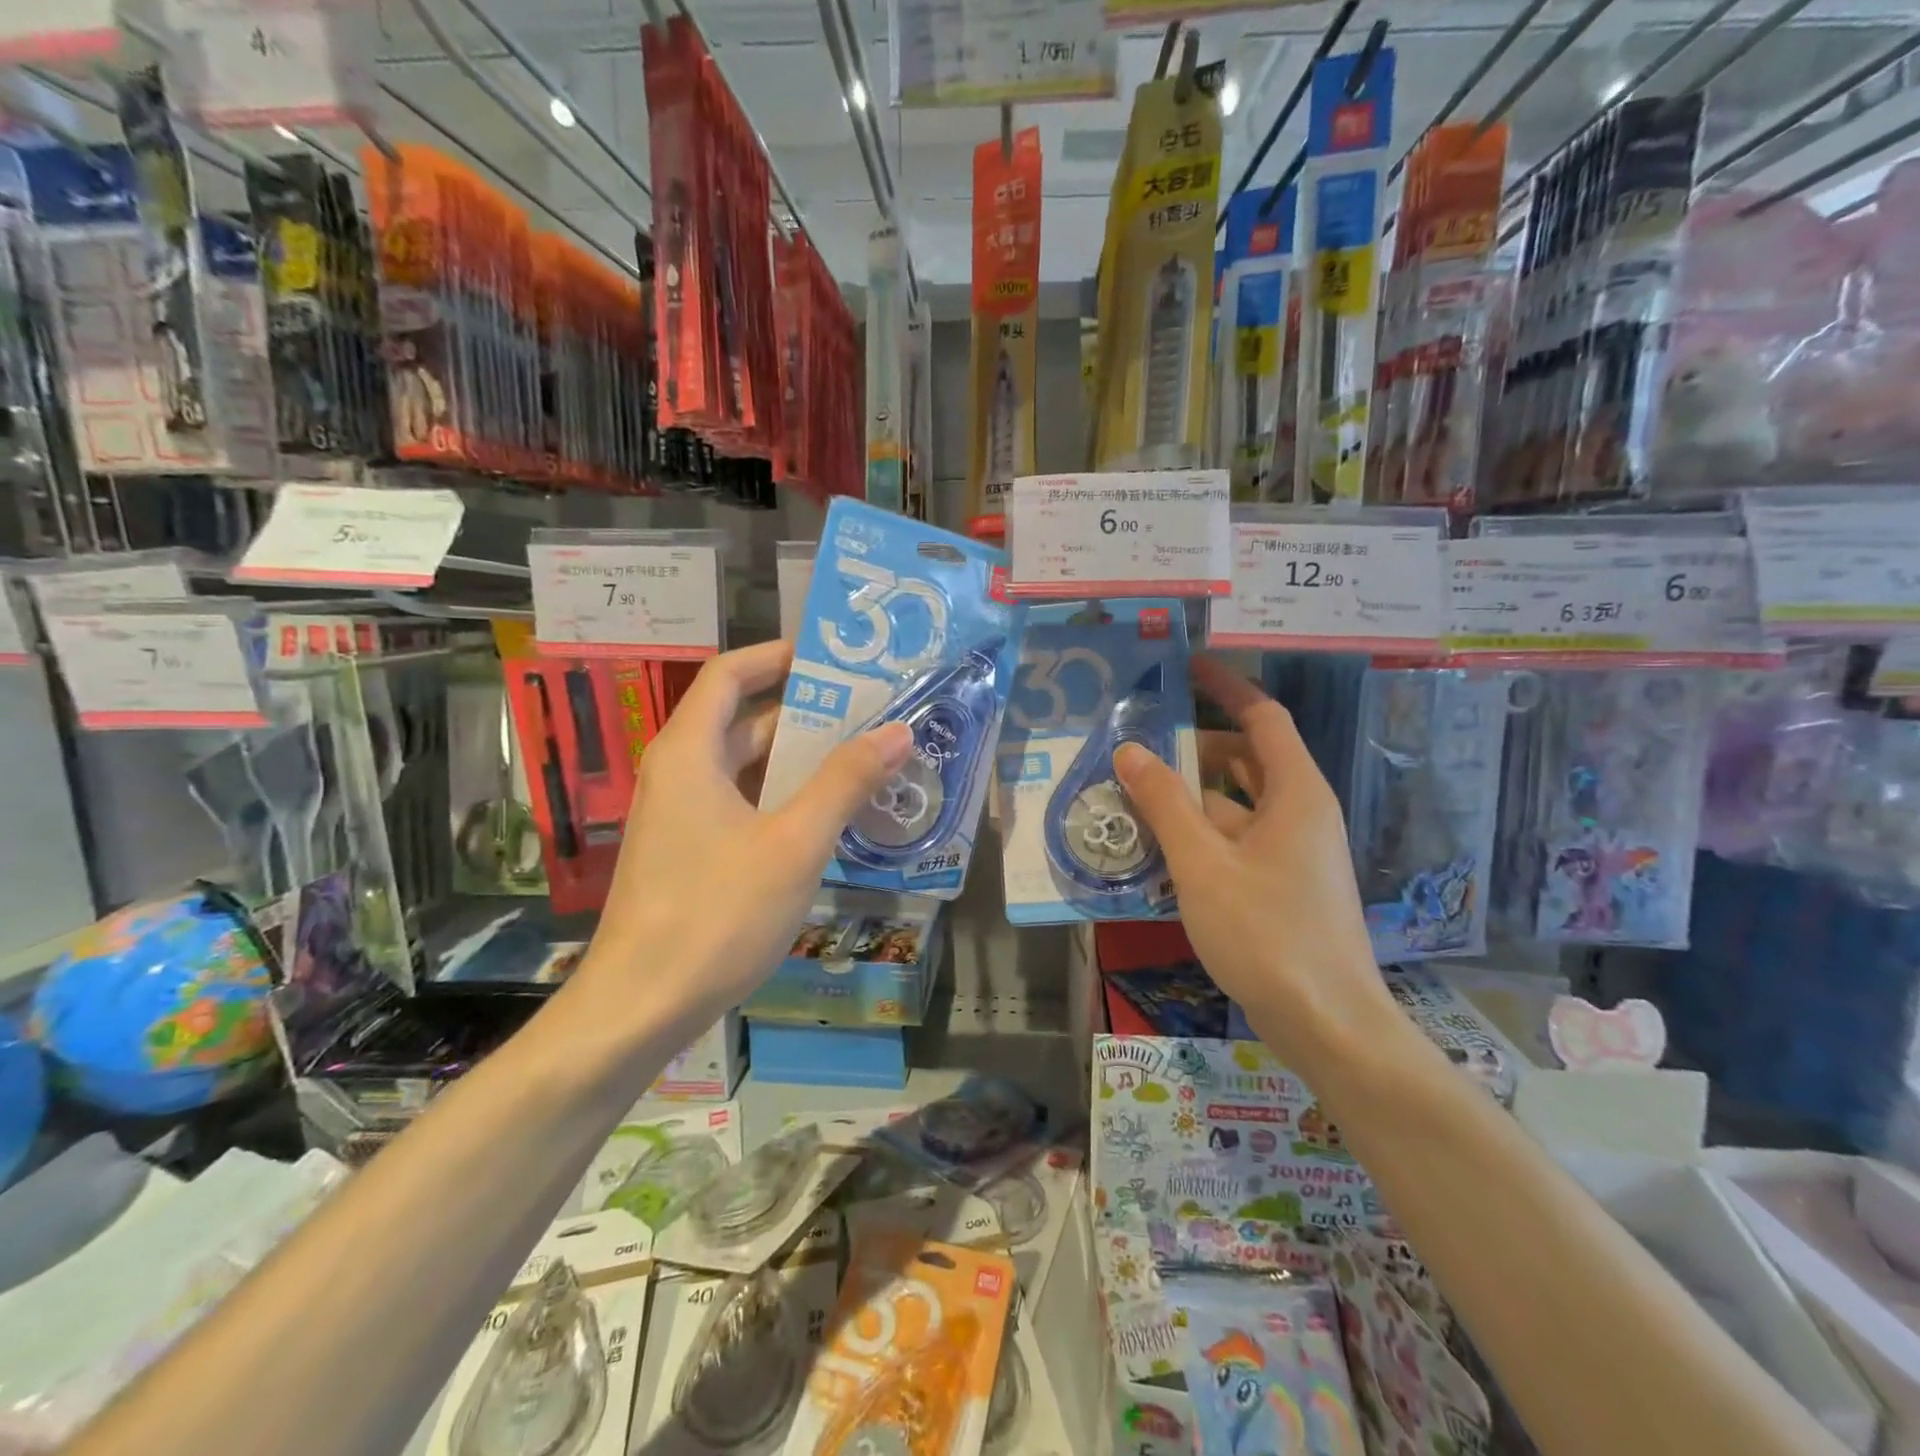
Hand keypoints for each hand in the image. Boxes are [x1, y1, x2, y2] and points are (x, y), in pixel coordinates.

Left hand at [580, 640, 911, 1023]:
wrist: (639, 1008)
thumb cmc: (716, 914)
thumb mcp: (794, 843)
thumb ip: (846, 782)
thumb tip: (898, 730)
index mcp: (690, 753)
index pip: (731, 674)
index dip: (778, 656)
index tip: (833, 657)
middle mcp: (680, 773)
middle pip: (745, 722)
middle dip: (807, 714)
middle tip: (872, 712)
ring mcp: (682, 816)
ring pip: (747, 769)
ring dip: (802, 762)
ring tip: (866, 759)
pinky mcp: (690, 852)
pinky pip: (743, 805)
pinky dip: (784, 800)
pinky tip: (831, 816)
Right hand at [1115, 656, 1395, 1067]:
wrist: (1328, 1024)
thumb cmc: (1267, 933)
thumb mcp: (1202, 863)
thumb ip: (1164, 803)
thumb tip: (1130, 750)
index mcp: (1295, 793)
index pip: (1262, 718)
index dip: (1226, 688)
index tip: (1187, 669)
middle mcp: (1300, 813)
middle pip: (1246, 760)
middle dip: (1194, 749)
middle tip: (1138, 747)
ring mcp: (1293, 852)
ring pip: (1236, 805)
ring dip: (1189, 798)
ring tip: (1133, 797)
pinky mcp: (1282, 886)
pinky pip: (1236, 841)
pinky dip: (1199, 835)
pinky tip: (1157, 849)